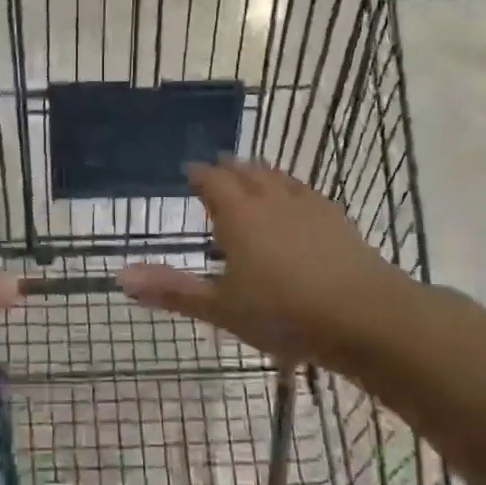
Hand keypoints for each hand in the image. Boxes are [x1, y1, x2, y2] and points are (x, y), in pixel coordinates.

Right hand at [118, 158, 411, 367]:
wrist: (365, 316)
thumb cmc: (283, 313)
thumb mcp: (221, 308)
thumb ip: (172, 290)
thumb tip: (120, 276)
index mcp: (238, 215)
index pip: (212, 181)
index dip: (198, 174)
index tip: (188, 170)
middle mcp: (271, 200)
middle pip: (246, 172)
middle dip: (229, 169)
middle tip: (218, 167)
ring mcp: (308, 206)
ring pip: (278, 178)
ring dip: (261, 173)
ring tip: (253, 173)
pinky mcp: (338, 219)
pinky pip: (307, 192)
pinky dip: (292, 188)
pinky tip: (298, 200)